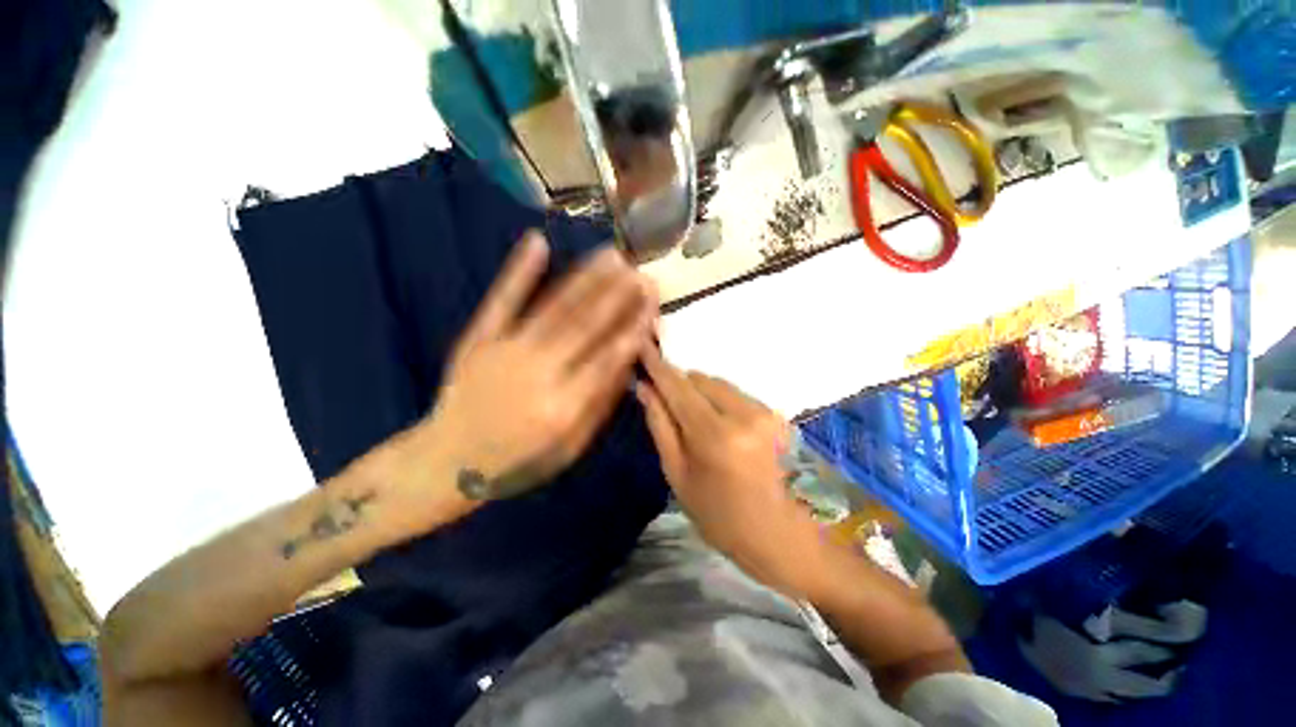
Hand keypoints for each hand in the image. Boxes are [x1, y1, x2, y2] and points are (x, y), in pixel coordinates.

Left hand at [417, 231, 656, 501]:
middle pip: (585, 326)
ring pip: (554, 307)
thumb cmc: (518, 461)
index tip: (652, 304)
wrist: (446, 462)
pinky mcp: (479, 338)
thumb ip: (600, 405)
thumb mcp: (570, 448)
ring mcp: (505, 350)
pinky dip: (519, 270)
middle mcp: (538, 373)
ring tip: (612, 255)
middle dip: (618, 296)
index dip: (633, 328)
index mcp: (562, 408)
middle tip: (642, 273)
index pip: (607, 359)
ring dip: (586, 278)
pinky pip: (502, 300)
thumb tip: (628, 363)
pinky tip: (537, 241)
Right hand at [637, 346, 823, 596]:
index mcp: (714, 435)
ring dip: (699, 392)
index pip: (678, 387)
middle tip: (666, 398)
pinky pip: (735, 394)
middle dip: (679, 383)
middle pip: (700, 379)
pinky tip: (718, 424)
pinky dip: (719, 400)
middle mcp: (742, 414)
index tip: (642, 345)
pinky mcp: (775, 413)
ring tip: (693, 418)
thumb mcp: (678, 475)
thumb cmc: (718, 515)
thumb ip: (661, 426)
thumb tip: (645, 388)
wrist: (779, 534)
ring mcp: (763, 412)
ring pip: (718, 384)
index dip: (658, 366)